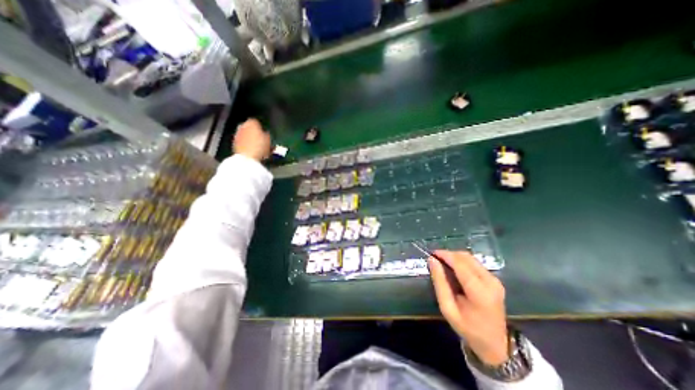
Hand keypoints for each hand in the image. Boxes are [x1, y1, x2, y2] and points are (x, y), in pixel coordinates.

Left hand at [237, 117, 274, 161]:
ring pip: (245, 134)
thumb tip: (265, 133)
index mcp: (251, 122)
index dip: (262, 128)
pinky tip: (252, 150)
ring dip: (250, 139)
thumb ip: (267, 135)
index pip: (257, 121)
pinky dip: (246, 144)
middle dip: (255, 132)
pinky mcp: (234, 142)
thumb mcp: (269, 140)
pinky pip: (242, 141)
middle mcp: (242, 125)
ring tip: (257, 147)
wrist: (246, 158)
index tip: (265, 134)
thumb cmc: (260, 147)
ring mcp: (237, 134)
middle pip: (250, 127)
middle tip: (261, 140)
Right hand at [433, 250, 509, 364]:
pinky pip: (474, 263)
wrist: (495, 344)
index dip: (445, 255)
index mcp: (480, 292)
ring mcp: (495, 279)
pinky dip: (461, 262)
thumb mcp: (448, 308)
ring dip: (455, 257)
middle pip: (466, 257)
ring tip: (442, 263)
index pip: (460, 264)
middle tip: (435, 259)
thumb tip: (432, 260)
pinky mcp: (495, 279)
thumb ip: (440, 282)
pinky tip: (454, 269)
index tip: (432, 254)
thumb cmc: (468, 328)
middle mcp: (490, 282)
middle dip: (449, 254)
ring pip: (470, 258)